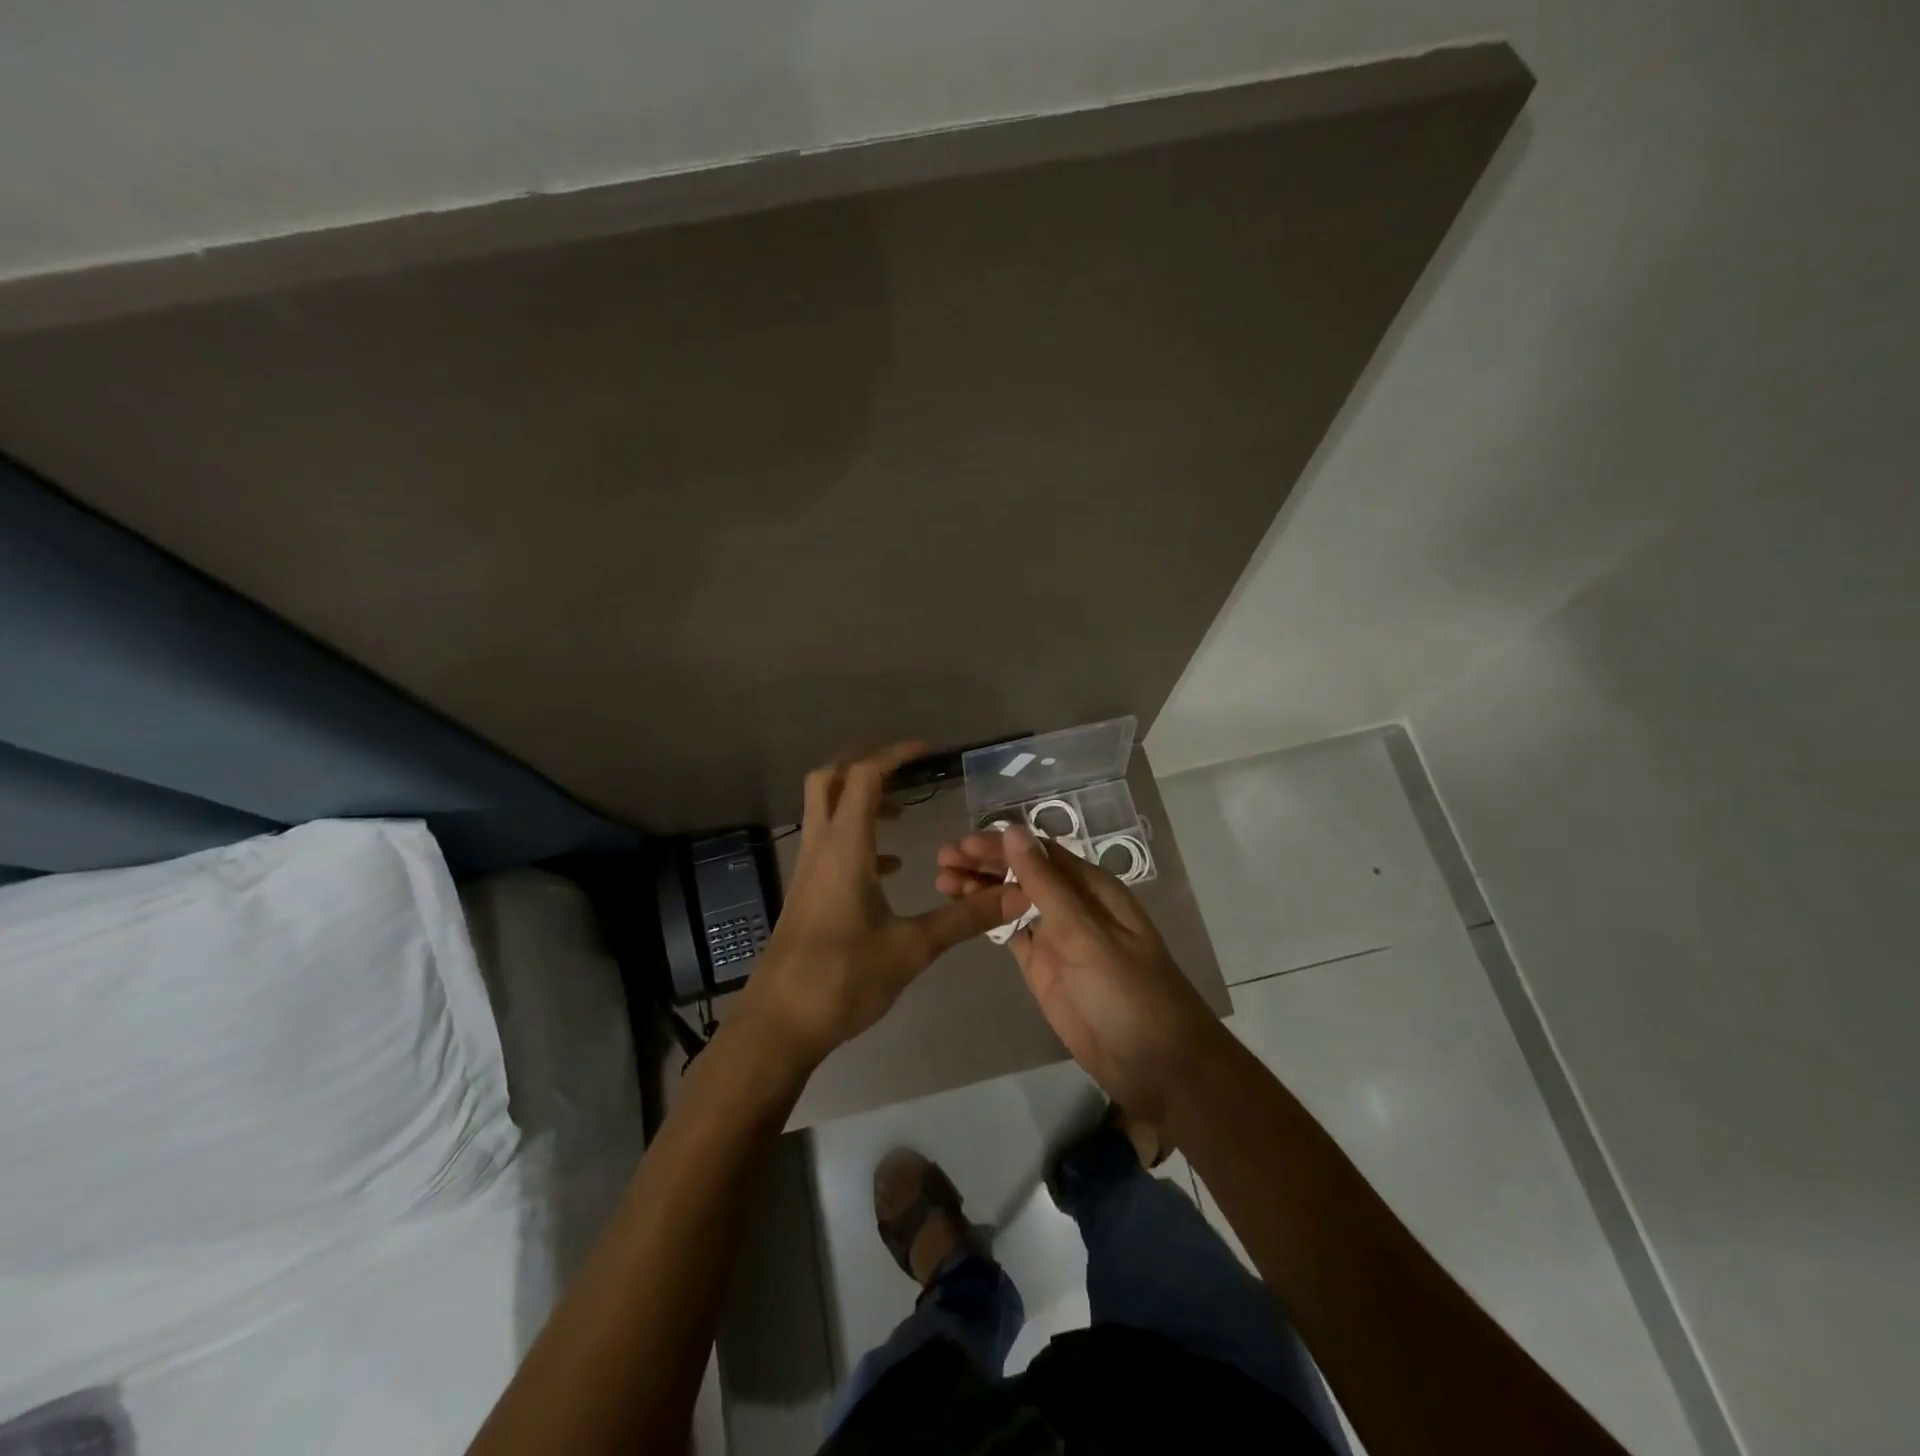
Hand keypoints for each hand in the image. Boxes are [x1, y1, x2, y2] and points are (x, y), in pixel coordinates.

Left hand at [740, 742, 1013, 1067]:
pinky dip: (857, 838)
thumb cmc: (843, 979)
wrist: (779, 1026)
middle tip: (905, 768)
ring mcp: (808, 870)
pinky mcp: (806, 893)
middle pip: (828, 779)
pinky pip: (829, 845)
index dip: (894, 755)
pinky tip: (889, 869)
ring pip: (824, 811)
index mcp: (845, 848)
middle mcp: (821, 848)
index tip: (928, 752)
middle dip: (864, 763)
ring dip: (859, 800)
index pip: (864, 777)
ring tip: (904, 815)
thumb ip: (965, 918)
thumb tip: (1017, 895)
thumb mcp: (912, 948)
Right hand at [935, 823, 1220, 1121]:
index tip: (959, 844)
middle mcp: (1073, 906)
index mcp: (1091, 888)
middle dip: (983, 863)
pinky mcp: (1044, 970)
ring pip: (1012, 902)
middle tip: (940, 861)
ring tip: (941, 883)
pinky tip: (962, 912)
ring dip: (980, 889)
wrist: (1157, 1066)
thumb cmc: (1128, 992)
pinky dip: (988, 921)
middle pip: (1022, 873)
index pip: (1038, 852)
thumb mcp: (1086, 933)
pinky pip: (1012, 935)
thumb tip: (1014, 830)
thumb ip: (1047, 884)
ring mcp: (1057, 939)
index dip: (998, 845)